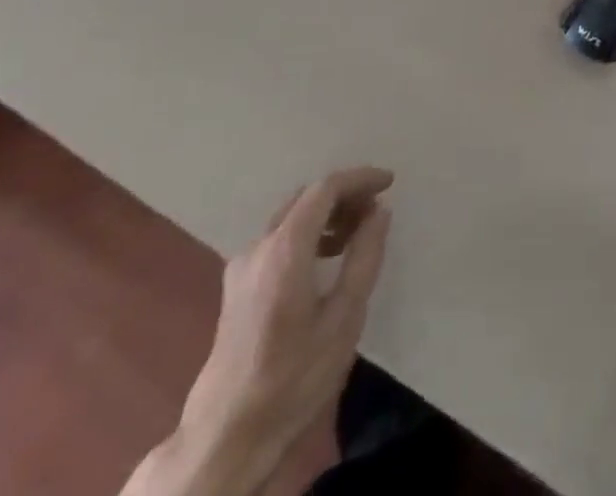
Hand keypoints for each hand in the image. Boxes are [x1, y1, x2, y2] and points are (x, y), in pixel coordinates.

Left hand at [177, 167, 394, 491]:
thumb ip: (364, 257)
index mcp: (284, 249)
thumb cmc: (292, 377)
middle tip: (376, 210)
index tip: (389, 183)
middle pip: (305, 198)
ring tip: (357, 234)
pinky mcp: (236, 286)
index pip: (325, 189)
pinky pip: (277, 239)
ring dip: (326, 214)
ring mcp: (242, 266)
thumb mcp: (344, 318)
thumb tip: (379, 212)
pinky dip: (307, 233)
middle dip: (344, 194)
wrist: (226, 437)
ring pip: (290, 217)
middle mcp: (259, 247)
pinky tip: (326, 259)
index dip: (360, 178)